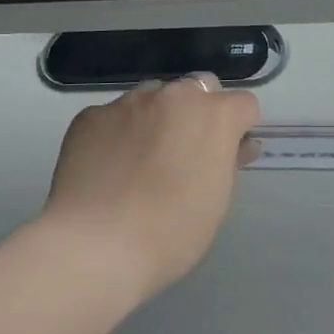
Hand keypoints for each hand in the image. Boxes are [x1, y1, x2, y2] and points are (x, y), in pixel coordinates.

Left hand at [38, 75, 261, 300]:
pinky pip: (114, 116)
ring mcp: (129, 102)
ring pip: (153, 96)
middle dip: (198, 112)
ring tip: (140, 160)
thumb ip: (228, 162)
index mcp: (215, 115)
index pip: (242, 104)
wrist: (95, 245)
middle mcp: (174, 96)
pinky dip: (117, 133)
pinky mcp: (91, 115)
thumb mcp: (216, 201)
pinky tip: (107, 167)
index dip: (237, 128)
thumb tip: (238, 145)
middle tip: (185, 153)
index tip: (226, 154)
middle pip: (198, 88)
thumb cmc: (171, 232)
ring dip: (157, 117)